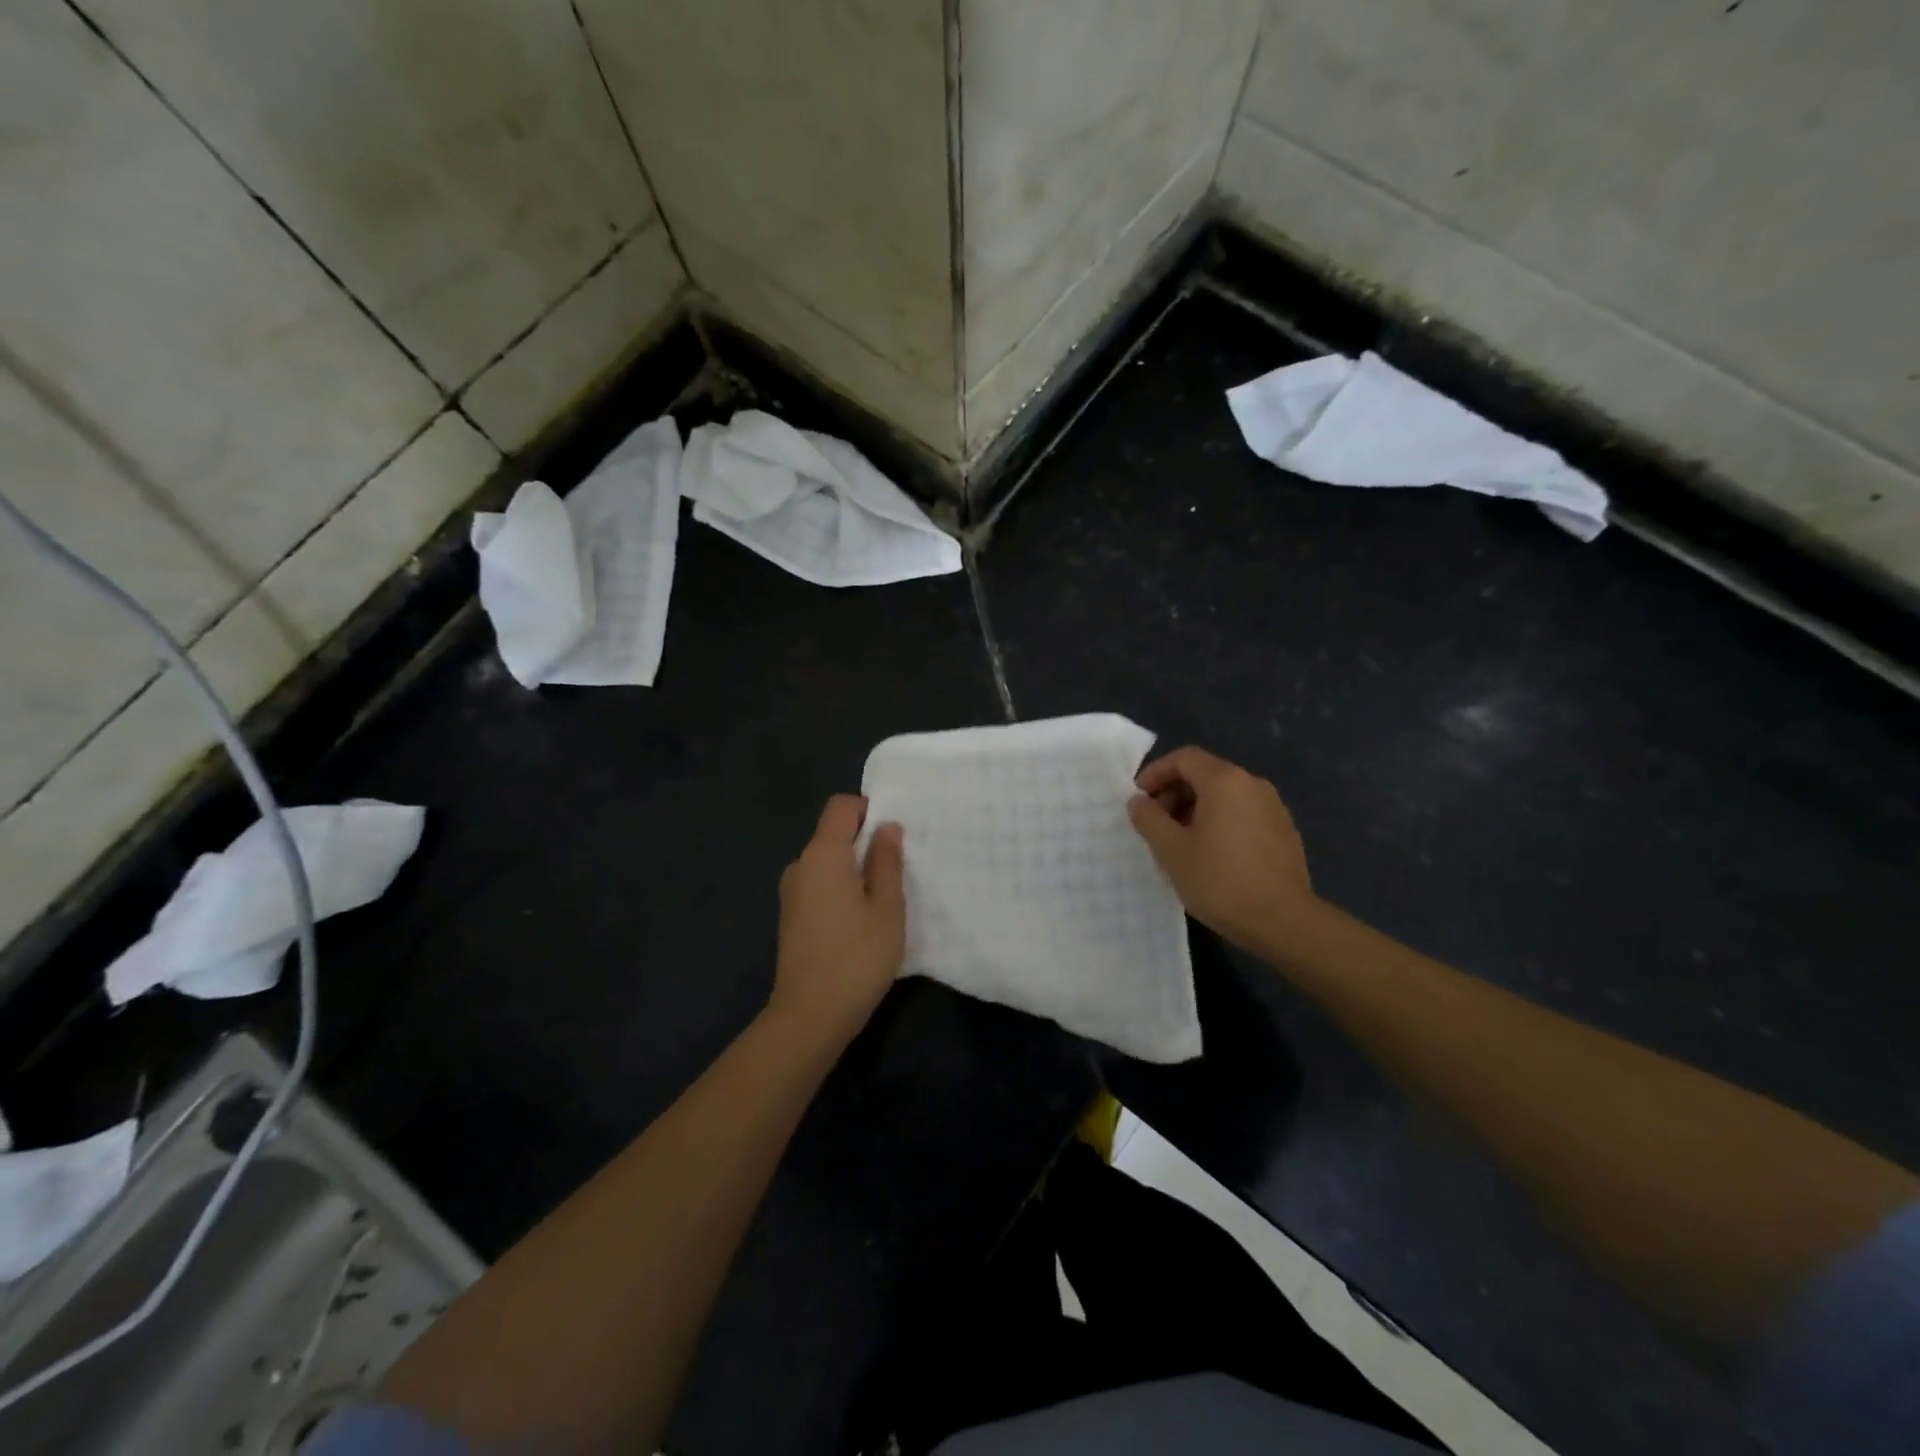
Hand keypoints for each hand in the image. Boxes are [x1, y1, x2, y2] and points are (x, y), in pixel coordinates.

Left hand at [769, 795, 905, 1045]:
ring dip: (854, 869)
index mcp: (823, 855)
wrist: (809, 1017)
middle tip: (899, 869)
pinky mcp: (791, 918)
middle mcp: (801, 866)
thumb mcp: (887, 907)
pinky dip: (841, 890)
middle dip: (865, 842)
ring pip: (827, 863)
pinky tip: (861, 920)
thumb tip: (886, 827)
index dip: (869, 810)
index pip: (841, 807)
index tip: (894, 835)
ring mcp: (791, 893)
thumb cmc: (857, 957)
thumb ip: (887, 862)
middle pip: (833, 834)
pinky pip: (819, 886)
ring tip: (884, 898)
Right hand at [1127, 746, 1319, 958]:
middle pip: (1205, 774)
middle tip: (1155, 824)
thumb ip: (1149, 819)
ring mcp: (1273, 807)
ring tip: (1179, 843)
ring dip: (1195, 810)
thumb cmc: (1220, 880)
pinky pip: (1243, 814)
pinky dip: (1220, 823)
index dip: (1156, 772)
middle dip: (1174, 793)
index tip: (1139, 799)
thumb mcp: (1171, 850)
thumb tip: (1139, 802)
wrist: (1283, 922)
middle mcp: (1252, 784)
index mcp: (1224, 781)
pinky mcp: (1284, 832)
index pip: (1184, 758)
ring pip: (1225, 796)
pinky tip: (1210, 855)